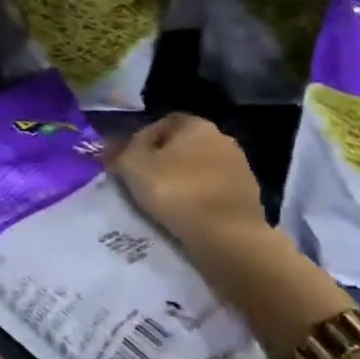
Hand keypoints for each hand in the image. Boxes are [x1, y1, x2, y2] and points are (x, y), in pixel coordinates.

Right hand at [106, 113, 269, 256]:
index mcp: (196, 124)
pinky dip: (200, 200)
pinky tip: (187, 216)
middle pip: (183, 146)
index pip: (163, 123)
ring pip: (200, 170)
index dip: (142, 140)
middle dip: (164, 161)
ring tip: (164, 203)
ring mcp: (240, 168)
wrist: (227, 236)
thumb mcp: (132, 167)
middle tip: (143, 182)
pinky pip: (214, 192)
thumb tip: (110, 148)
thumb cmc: (176, 191)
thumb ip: (119, 152)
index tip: (129, 162)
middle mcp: (223, 139)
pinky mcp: (249, 197)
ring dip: (184, 181)